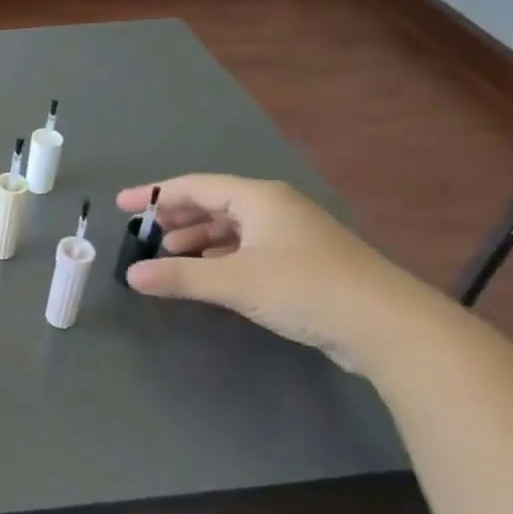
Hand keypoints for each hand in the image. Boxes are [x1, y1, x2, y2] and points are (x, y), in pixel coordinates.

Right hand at [117, 175, 447, 372]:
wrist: (390, 327)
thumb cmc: (305, 288)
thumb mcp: (234, 282)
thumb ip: (179, 277)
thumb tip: (131, 275)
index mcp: (258, 198)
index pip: (195, 186)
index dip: (155, 194)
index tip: (122, 206)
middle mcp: (275, 208)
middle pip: (214, 203)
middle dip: (177, 217)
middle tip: (145, 234)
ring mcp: (294, 235)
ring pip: (233, 228)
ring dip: (199, 239)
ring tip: (171, 256)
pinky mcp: (306, 262)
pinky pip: (249, 248)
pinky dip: (222, 256)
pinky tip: (210, 273)